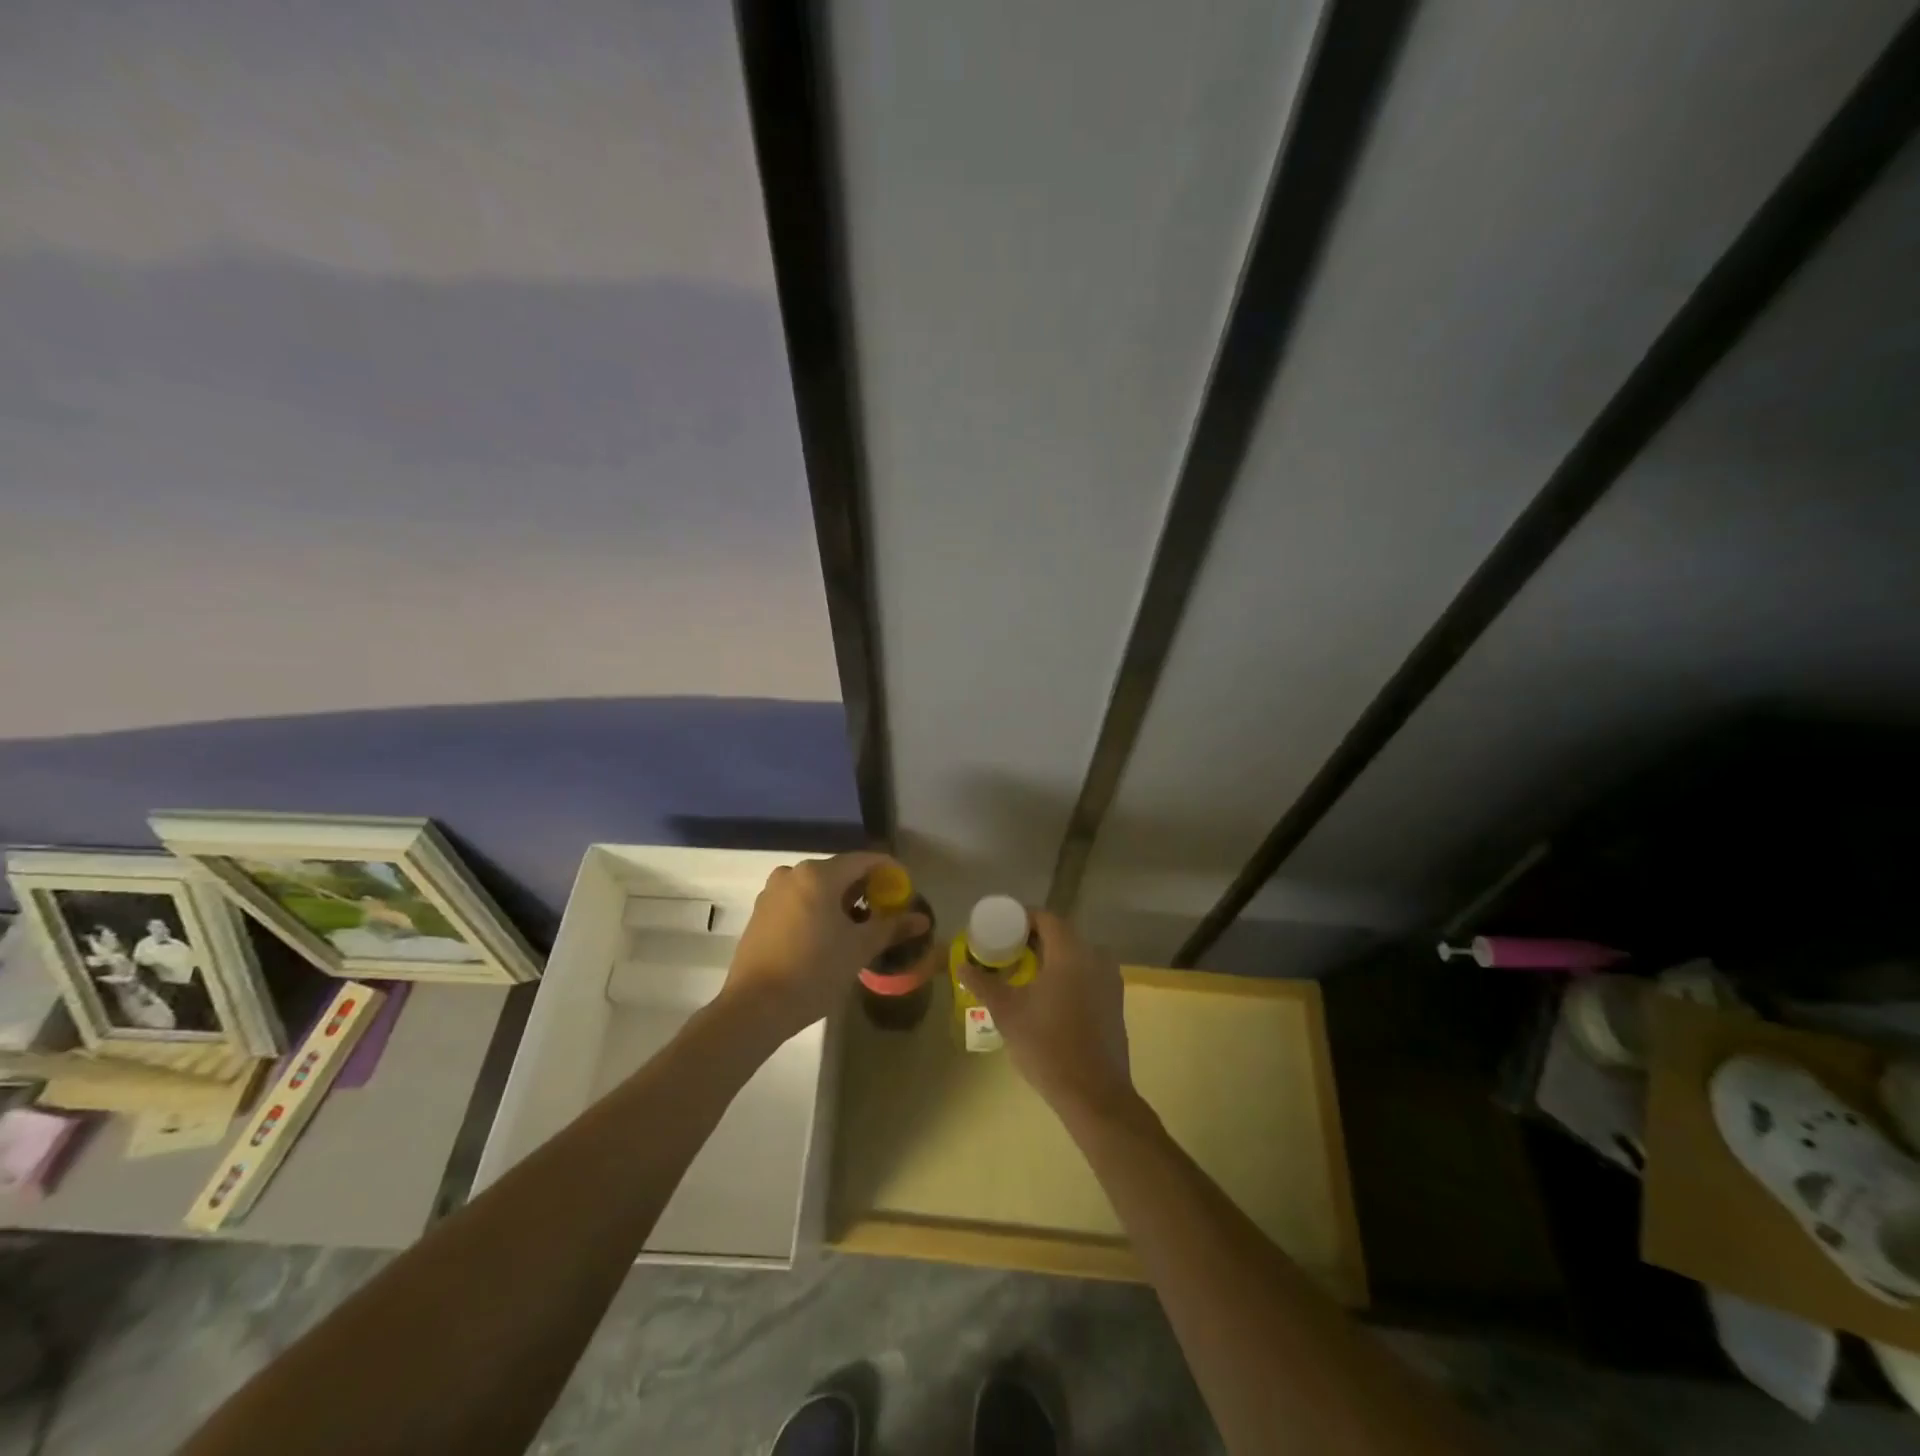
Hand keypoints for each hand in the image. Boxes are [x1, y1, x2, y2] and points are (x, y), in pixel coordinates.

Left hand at [722, 853, 928, 1040]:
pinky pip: (799, 900)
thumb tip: (922, 919)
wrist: (754, 1007)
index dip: (889, 872)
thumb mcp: (859, 949)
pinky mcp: (760, 912)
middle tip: (885, 913)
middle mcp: (793, 873)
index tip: (905, 890)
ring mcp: (772, 892)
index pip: (864, 861)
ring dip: (841, 901)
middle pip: (840, 872)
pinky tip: (828, 936)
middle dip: (865, 889)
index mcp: (819, 874)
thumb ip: (892, 927)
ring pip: (818, 887)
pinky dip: (818, 910)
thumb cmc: (814, 971)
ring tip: (858, 928)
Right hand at [955, 909, 1134, 1121]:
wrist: (1094, 1093)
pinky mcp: (1115, 1000)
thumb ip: (983, 983)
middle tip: (1006, 954)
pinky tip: (1048, 996)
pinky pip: (1087, 972)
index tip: (1000, 931)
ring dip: (1050, 958)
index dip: (1021, 919)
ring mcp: (1109, 979)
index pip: (1046, 917)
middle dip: (1033, 940)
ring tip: (1023, 975)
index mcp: (1070, 952)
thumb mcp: (1007, 1012)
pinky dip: (1067, 974)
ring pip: (1075, 954)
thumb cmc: (1047, 1046)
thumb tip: (961, 965)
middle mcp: (1095, 957)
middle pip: (1061, 934)